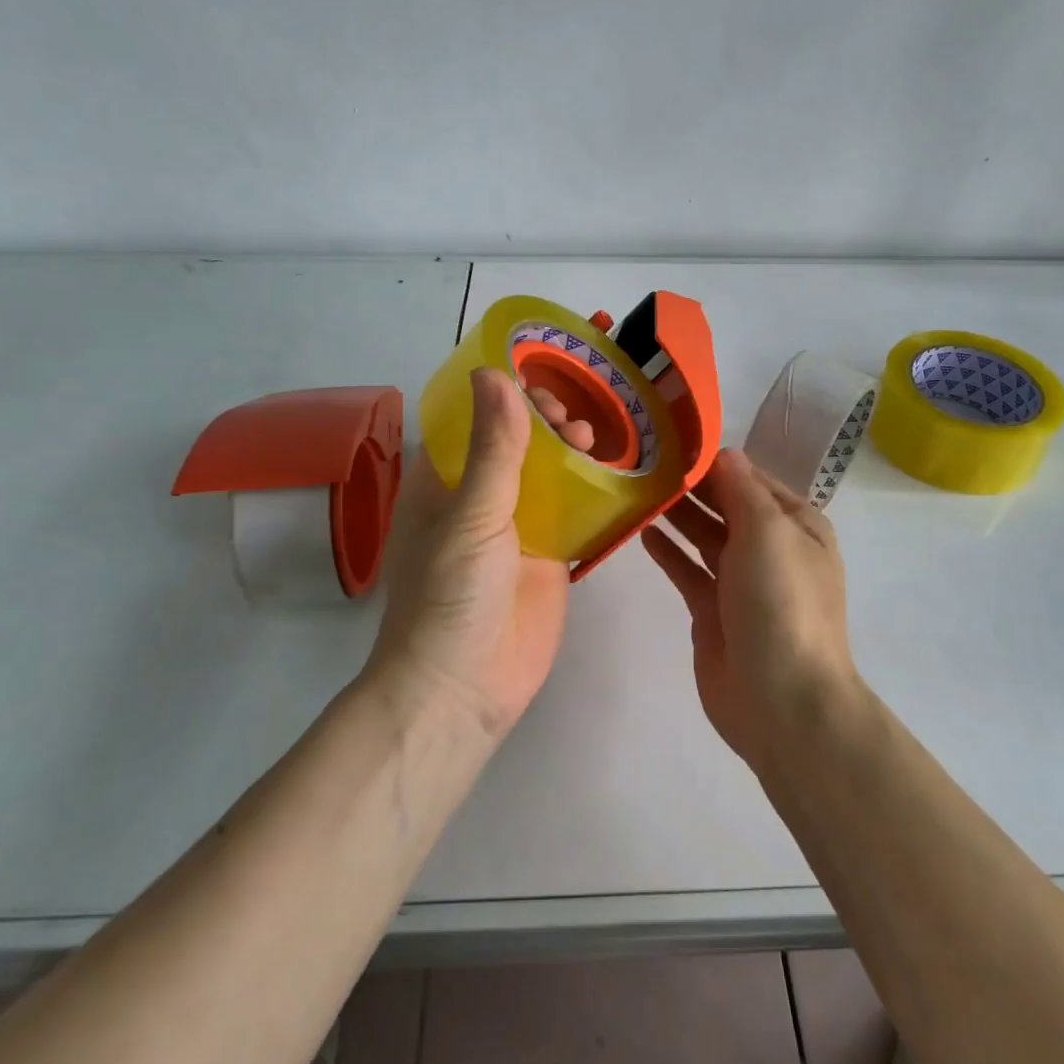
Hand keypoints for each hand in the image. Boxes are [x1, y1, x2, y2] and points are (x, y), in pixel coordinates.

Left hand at [367, 368, 587, 735]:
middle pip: (515, 444)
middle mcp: (479, 500)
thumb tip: (495, 374)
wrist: (464, 688)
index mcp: (443, 484)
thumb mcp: (471, 515)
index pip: (472, 422)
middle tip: (572, 418)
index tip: (538, 380)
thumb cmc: (450, 595)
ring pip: (548, 475)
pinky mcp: (550, 557)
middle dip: (543, 423)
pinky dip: (594, 492)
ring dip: (571, 453)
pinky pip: (574, 514)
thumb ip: (493, 449)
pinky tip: (620, 472)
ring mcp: (517, 529)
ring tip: (594, 438)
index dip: (502, 396)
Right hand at [642, 450, 859, 765]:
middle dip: (693, 485)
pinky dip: (669, 551)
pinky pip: (688, 571)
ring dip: (678, 514)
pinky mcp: (714, 612)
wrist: (781, 700)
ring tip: (638, 488)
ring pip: (705, 536)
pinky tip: (643, 530)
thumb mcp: (768, 532)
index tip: (673, 440)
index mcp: (796, 526)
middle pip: (727, 506)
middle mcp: (772, 549)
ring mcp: (742, 582)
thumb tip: (723, 453)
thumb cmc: (781, 603)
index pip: (752, 479)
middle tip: (645, 461)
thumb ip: (742, 490)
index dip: (716, 461)